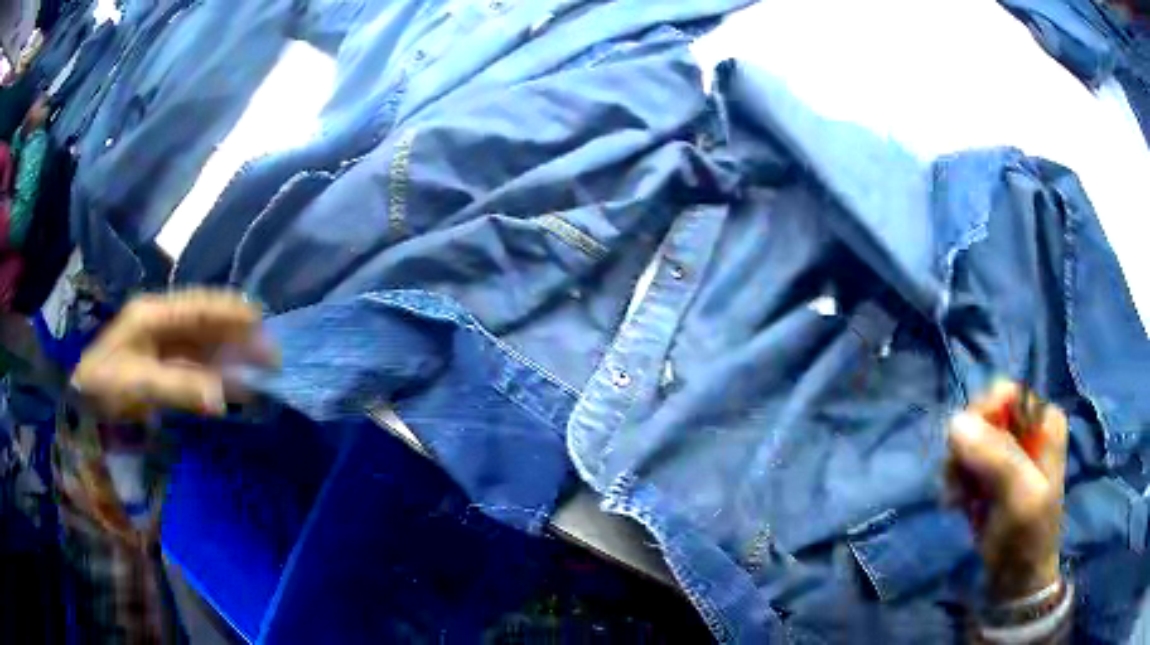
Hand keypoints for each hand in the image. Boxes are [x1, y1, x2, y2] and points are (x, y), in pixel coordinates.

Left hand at [72, 290, 277, 421]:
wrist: (81, 401)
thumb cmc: (103, 385)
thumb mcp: (136, 384)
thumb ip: (178, 387)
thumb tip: (220, 398)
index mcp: (153, 314)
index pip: (199, 306)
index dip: (230, 311)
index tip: (261, 320)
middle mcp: (162, 323)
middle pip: (207, 323)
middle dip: (238, 335)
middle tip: (270, 354)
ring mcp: (163, 345)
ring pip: (205, 345)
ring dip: (232, 356)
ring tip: (261, 369)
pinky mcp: (163, 366)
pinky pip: (196, 367)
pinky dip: (218, 375)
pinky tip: (235, 385)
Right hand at [946, 381, 1067, 601]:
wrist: (1016, 581)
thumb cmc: (1028, 537)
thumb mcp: (1020, 497)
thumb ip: (995, 457)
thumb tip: (955, 422)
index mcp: (1044, 420)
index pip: (1004, 394)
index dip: (981, 418)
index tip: (966, 455)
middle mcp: (1026, 427)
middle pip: (983, 415)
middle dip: (966, 449)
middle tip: (959, 485)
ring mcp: (1008, 451)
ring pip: (968, 438)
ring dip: (957, 469)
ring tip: (957, 500)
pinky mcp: (991, 473)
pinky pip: (963, 461)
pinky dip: (956, 482)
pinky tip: (958, 504)